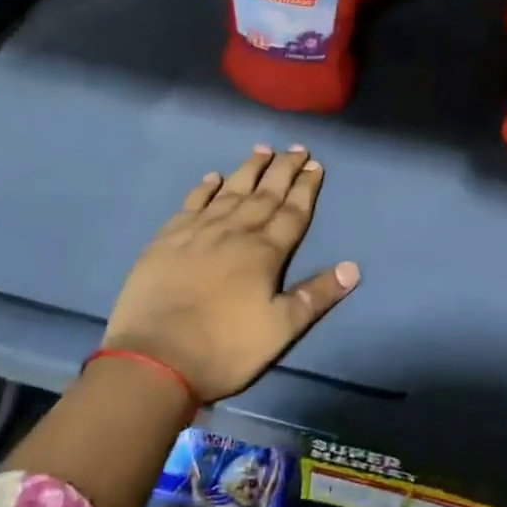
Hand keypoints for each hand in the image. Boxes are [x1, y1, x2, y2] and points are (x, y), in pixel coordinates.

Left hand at [101, 145, 358, 402]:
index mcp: (264, 252)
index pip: (292, 213)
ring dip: (249, 170)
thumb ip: (316, 296)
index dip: (306, 188)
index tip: (315, 165)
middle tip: (296, 148)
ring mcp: (198, 232)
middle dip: (283, 170)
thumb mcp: (280, 330)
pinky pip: (191, 204)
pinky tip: (213, 178)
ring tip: (262, 150)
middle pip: (265, 194)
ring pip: (230, 191)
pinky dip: (204, 189)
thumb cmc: (223, 349)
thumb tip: (353, 267)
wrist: (154, 359)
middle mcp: (235, 232)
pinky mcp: (167, 239)